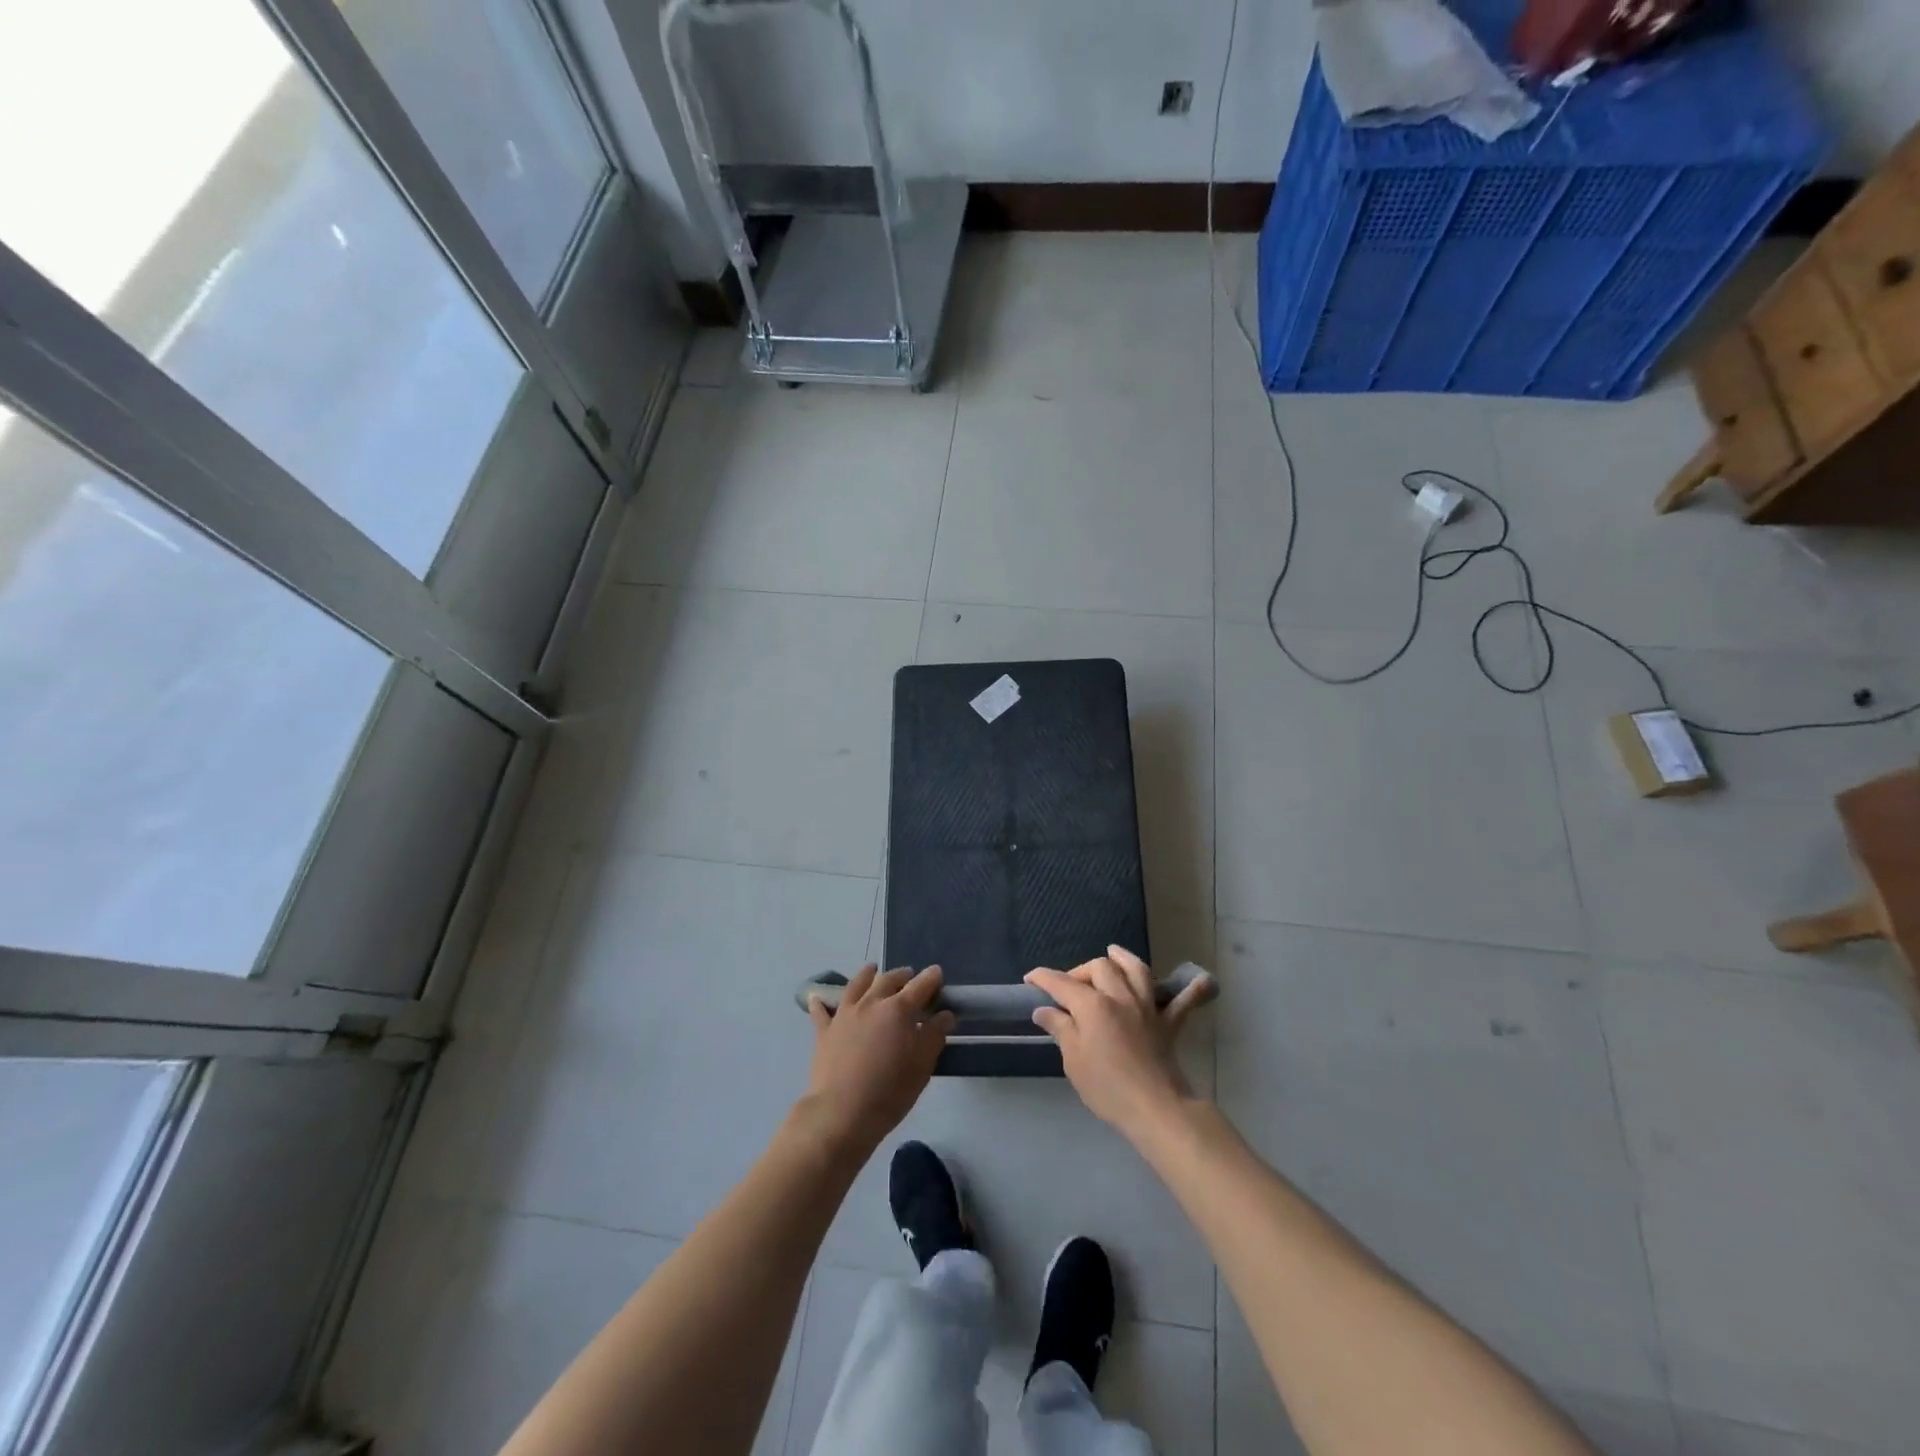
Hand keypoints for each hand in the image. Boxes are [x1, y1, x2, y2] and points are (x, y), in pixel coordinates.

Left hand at [803, 965, 952, 1152]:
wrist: (842, 1112)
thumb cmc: (890, 1091)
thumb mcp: (922, 1066)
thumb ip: (934, 1036)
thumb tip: (944, 1015)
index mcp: (898, 1010)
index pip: (920, 986)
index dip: (931, 978)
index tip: (937, 973)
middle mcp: (871, 1003)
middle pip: (888, 980)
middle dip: (902, 975)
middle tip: (909, 977)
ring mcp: (844, 1014)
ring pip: (856, 985)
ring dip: (867, 975)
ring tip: (872, 970)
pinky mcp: (824, 1031)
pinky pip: (822, 1010)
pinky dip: (822, 1002)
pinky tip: (818, 997)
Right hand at [1026, 946, 1213, 1140]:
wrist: (1155, 1108)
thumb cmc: (1106, 1087)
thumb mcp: (1073, 1060)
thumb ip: (1060, 1029)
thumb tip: (1044, 1010)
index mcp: (1092, 1005)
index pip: (1061, 983)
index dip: (1043, 978)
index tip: (1030, 979)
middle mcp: (1120, 996)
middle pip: (1099, 967)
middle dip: (1081, 971)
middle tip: (1070, 987)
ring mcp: (1147, 1006)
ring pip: (1136, 970)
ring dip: (1123, 959)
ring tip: (1113, 954)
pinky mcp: (1169, 1023)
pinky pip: (1184, 1000)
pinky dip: (1193, 989)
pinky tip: (1202, 980)